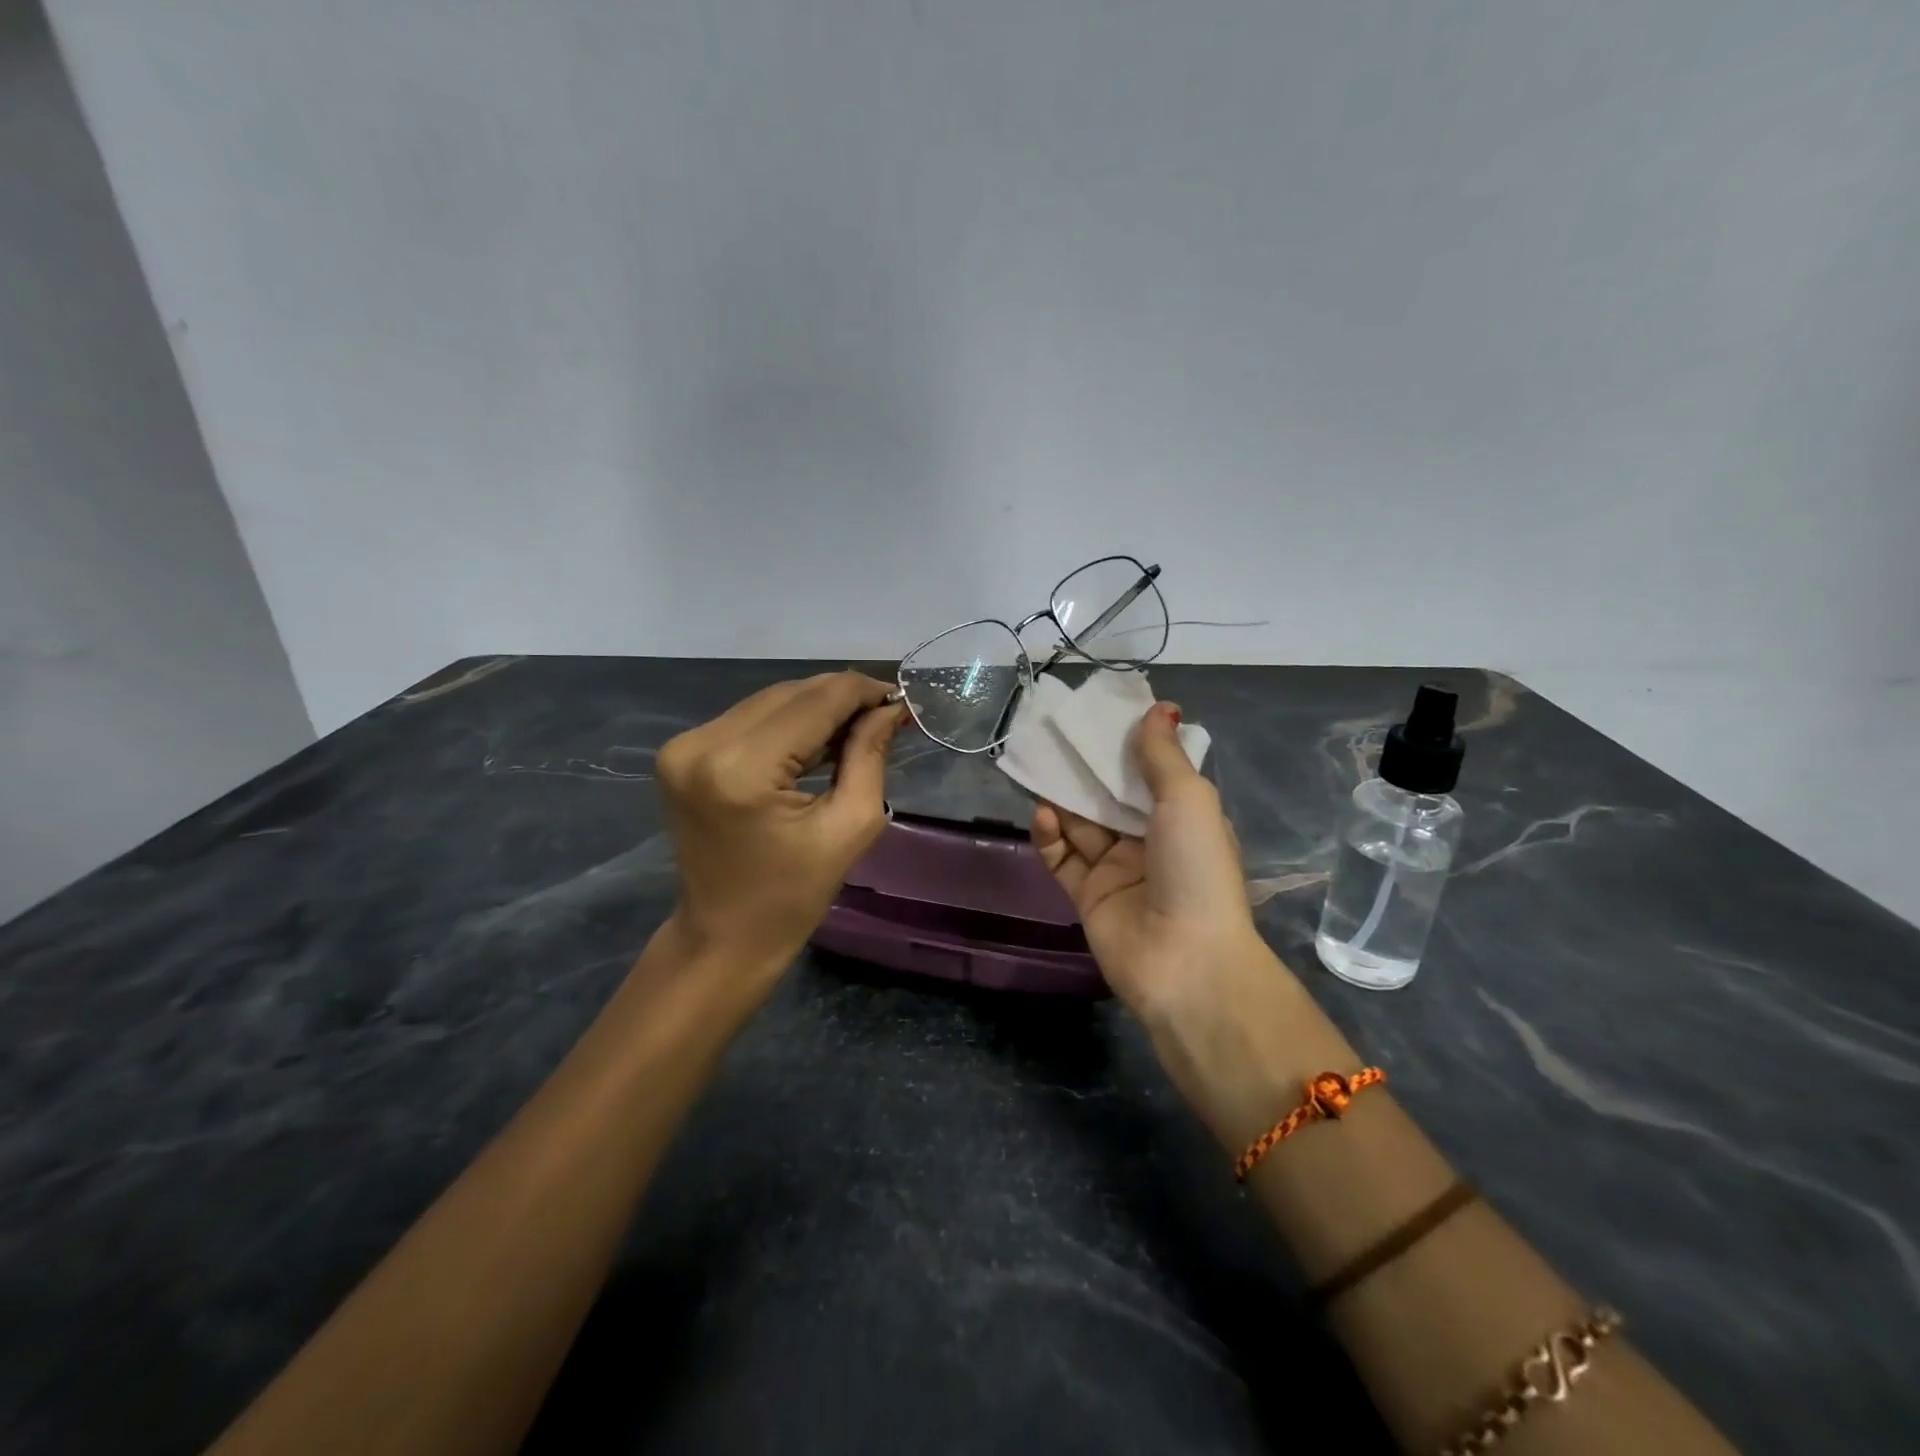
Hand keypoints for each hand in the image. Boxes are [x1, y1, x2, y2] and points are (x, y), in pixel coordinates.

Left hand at [655, 671, 905, 977]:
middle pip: (791, 694)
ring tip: (856, 729)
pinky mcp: (681, 752)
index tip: (900, 699)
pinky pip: (749, 718)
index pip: (816, 701)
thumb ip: (869, 755)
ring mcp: (684, 745)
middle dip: (842, 698)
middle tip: (884, 716)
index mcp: (743, 768)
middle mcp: (703, 743)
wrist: (723, 936)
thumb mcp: (850, 825)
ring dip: (816, 708)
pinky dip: (787, 723)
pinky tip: (817, 741)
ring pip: (770, 701)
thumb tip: (891, 708)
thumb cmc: (793, 895)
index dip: (863, 692)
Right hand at [1031, 701, 1266, 1023]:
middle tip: (1056, 734)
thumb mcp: (1187, 799)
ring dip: (1063, 797)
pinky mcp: (1087, 895)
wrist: (1184, 960)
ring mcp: (1117, 870)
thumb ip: (1163, 755)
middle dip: (1086, 768)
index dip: (1126, 746)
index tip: (1099, 715)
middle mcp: (1150, 842)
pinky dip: (1050, 835)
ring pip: (1082, 824)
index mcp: (1182, 819)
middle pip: (1111, 796)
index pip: (1150, 774)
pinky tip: (1042, 813)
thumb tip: (1160, 707)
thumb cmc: (1195, 868)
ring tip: (1039, 764)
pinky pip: (1063, 857)